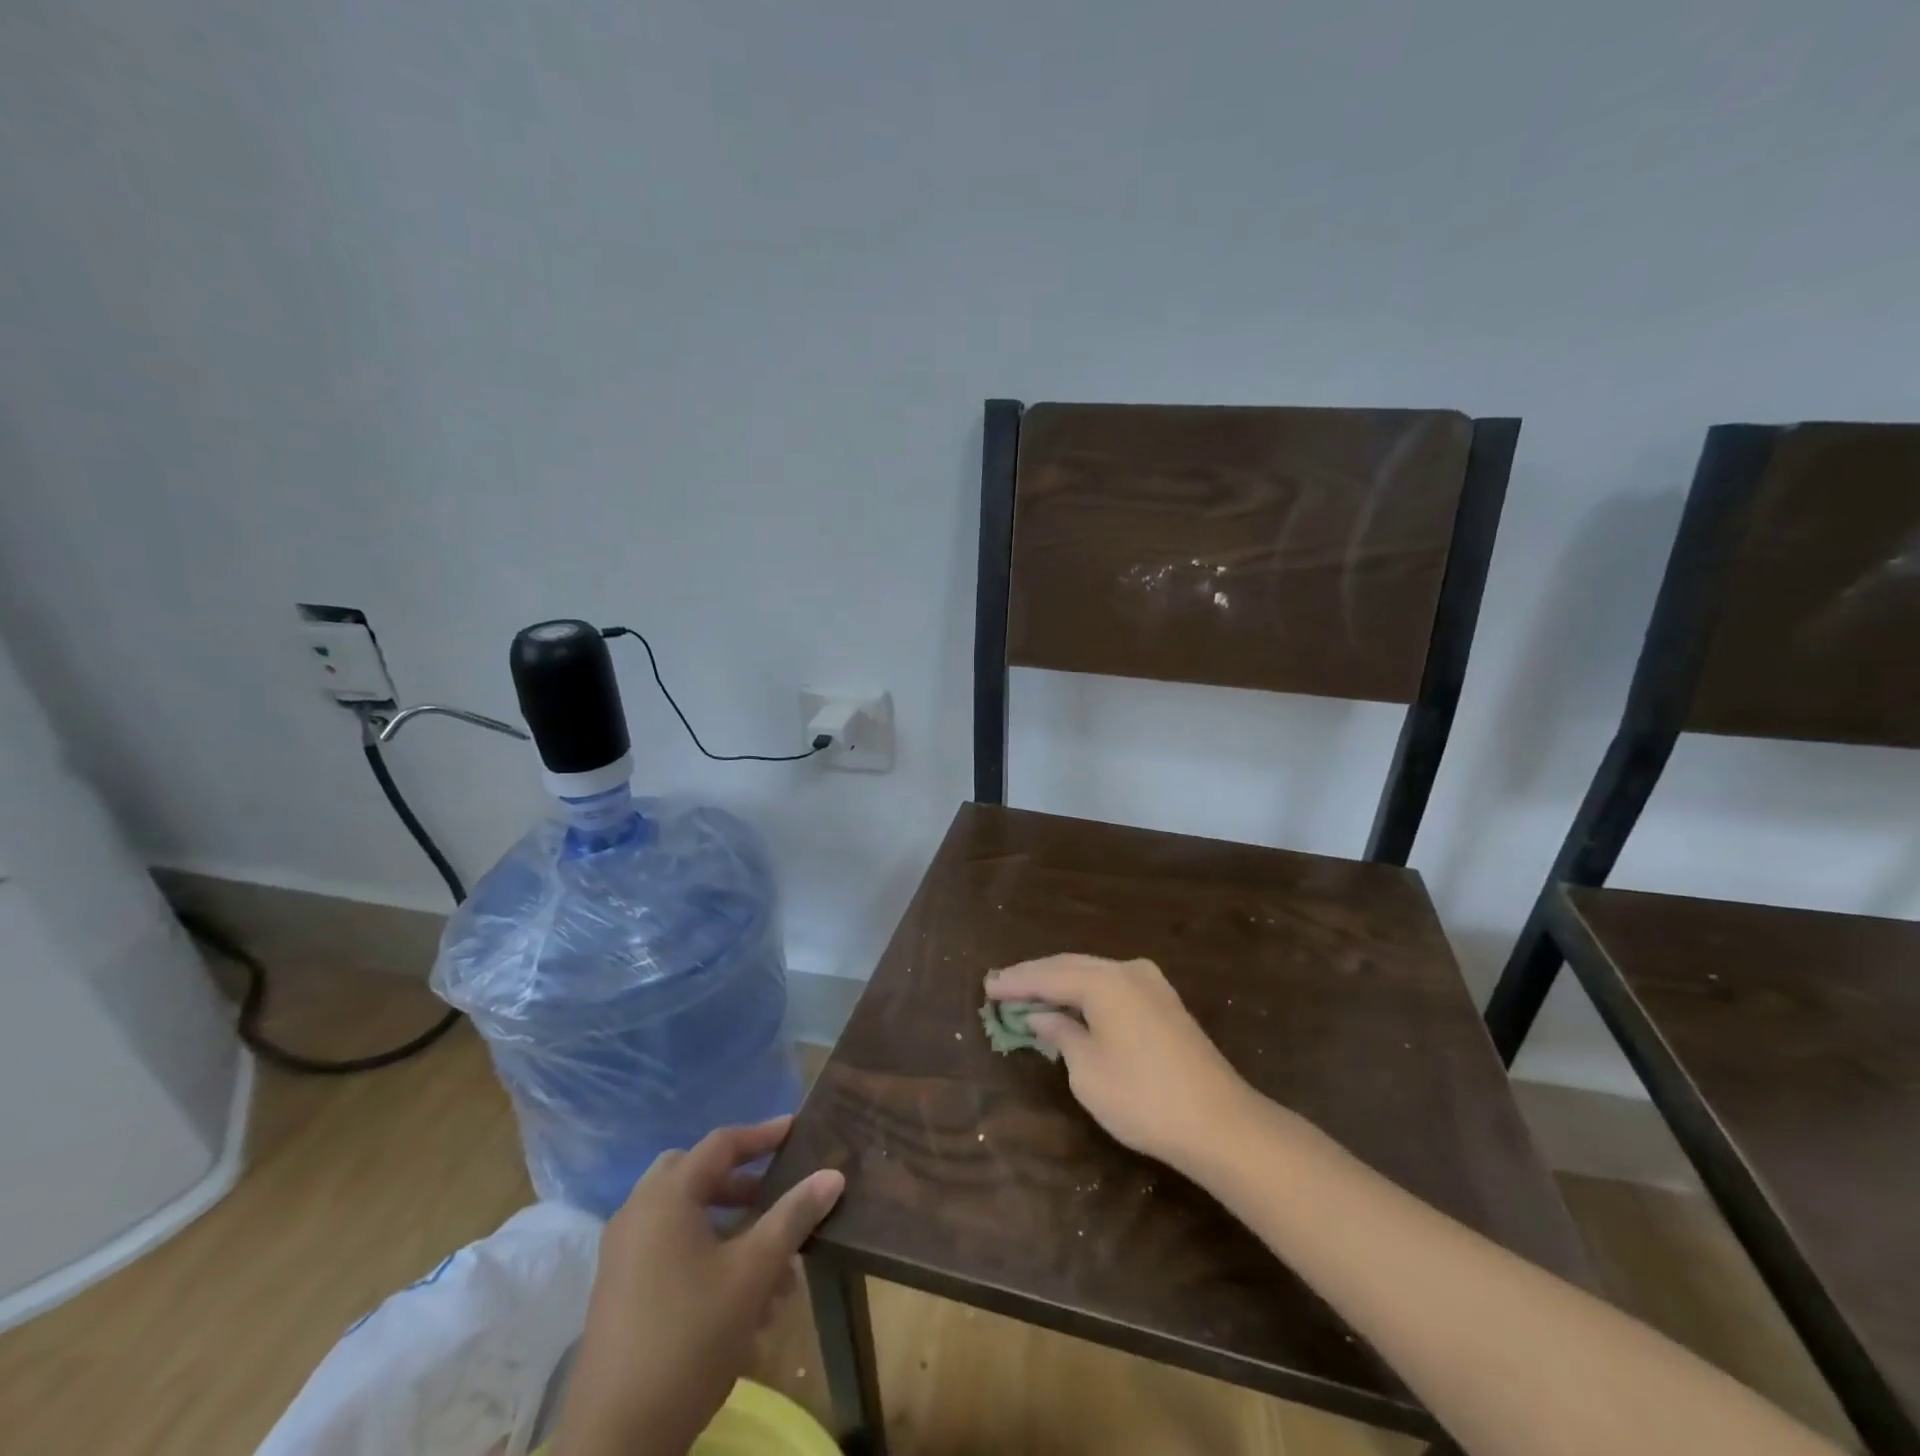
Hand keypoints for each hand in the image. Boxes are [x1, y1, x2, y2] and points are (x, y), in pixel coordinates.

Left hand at [554, 1118, 843, 1455]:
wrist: (616, 1445)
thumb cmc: (689, 1339)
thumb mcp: (752, 1273)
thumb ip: (793, 1217)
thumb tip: (833, 1174)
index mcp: (665, 1198)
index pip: (721, 1145)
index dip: (762, 1135)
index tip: (796, 1131)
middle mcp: (638, 1214)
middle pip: (696, 1174)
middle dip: (740, 1181)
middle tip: (774, 1192)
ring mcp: (622, 1256)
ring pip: (685, 1217)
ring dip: (729, 1226)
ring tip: (773, 1263)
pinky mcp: (619, 1293)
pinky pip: (669, 1250)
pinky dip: (707, 1254)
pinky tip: (743, 1300)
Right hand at [985, 954, 1256, 1170]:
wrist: (1219, 1123)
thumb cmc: (1142, 1098)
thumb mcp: (1087, 1070)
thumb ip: (1061, 1033)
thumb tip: (1041, 1015)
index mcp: (1105, 981)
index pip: (1048, 976)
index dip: (1015, 983)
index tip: (986, 986)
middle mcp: (1128, 970)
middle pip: (1070, 966)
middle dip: (1035, 977)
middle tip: (1000, 984)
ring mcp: (1151, 984)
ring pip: (1093, 974)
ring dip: (1060, 983)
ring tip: (1028, 992)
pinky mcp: (1164, 1003)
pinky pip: (1112, 986)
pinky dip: (1085, 992)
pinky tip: (1070, 1003)